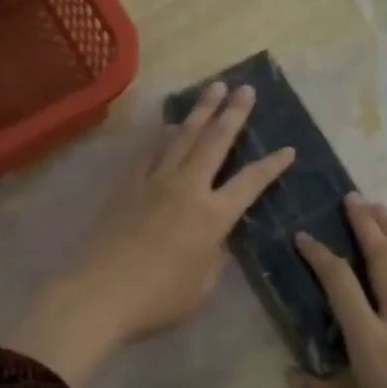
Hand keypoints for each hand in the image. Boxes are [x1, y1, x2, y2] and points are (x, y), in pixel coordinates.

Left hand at [6, 81, 294, 387]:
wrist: (98, 294)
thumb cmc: (158, 300)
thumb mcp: (202, 287)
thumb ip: (214, 255)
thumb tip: (213, 237)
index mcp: (213, 216)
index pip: (251, 182)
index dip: (272, 165)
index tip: (288, 149)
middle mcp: (187, 187)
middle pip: (215, 141)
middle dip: (234, 112)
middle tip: (246, 88)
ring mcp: (154, 181)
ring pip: (182, 136)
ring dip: (201, 110)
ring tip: (213, 88)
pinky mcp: (127, 184)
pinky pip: (150, 150)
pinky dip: (162, 134)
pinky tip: (168, 124)